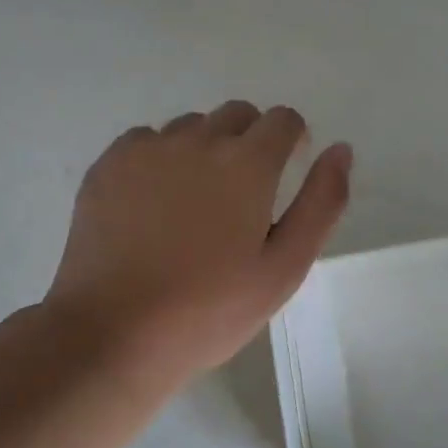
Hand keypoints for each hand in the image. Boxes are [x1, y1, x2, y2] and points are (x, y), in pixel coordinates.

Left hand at [44, 101, 351, 391]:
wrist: (113, 333)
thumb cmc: (210, 308)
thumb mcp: (285, 267)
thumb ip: (322, 203)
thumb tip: (340, 150)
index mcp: (248, 163)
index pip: (283, 119)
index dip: (292, 140)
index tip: (286, 171)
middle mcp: (198, 140)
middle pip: (238, 114)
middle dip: (251, 141)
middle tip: (244, 196)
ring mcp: (147, 149)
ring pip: (191, 127)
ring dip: (205, 149)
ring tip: (196, 205)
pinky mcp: (107, 166)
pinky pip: (147, 141)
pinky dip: (160, 159)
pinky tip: (154, 205)